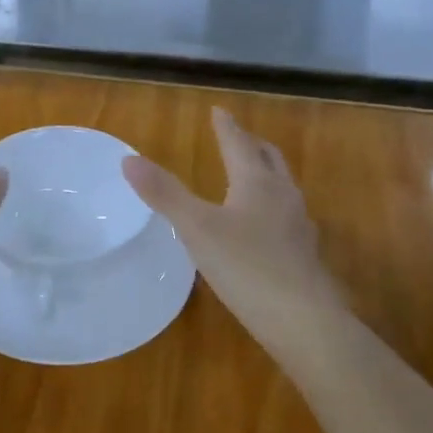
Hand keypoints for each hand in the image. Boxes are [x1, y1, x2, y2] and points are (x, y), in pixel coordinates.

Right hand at [122, 108, 343, 350]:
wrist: (303, 321)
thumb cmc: (246, 267)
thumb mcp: (196, 228)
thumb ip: (164, 193)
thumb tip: (128, 159)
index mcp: (257, 182)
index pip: (239, 144)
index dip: (226, 127)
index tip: (218, 111)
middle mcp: (283, 196)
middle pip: (269, 159)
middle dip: (251, 144)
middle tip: (237, 136)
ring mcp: (299, 226)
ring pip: (283, 187)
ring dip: (266, 173)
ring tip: (251, 176)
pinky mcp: (304, 255)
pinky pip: (287, 216)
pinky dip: (271, 206)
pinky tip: (263, 227)